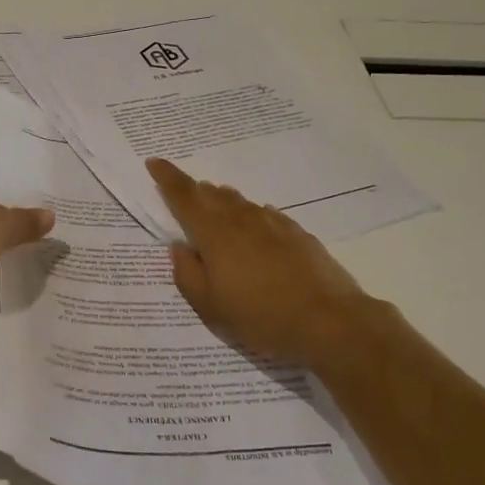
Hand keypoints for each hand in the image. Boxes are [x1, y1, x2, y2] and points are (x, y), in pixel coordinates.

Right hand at [149, 158, 380, 370]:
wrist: (330, 322)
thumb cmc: (261, 317)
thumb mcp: (210, 307)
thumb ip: (188, 274)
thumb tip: (179, 247)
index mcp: (214, 234)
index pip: (184, 196)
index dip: (167, 177)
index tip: (154, 162)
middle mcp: (242, 220)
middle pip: (212, 195)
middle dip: (194, 190)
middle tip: (183, 192)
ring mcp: (273, 224)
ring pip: (240, 202)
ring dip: (222, 200)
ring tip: (214, 205)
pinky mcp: (297, 235)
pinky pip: (265, 215)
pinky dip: (251, 214)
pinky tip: (255, 224)